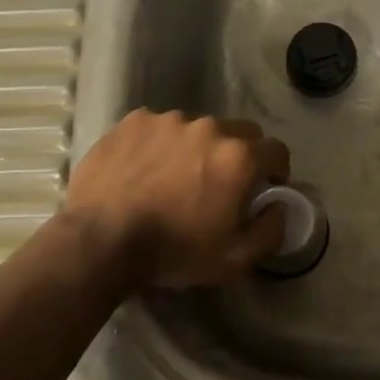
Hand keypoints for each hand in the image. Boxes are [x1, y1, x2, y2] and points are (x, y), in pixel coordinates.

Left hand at [65, 109, 291, 287]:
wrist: (100, 240)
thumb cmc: (173, 251)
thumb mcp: (234, 260)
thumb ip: (270, 230)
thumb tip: (279, 206)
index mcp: (239, 157)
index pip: (276, 150)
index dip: (276, 170)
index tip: (265, 188)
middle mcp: (209, 128)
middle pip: (240, 132)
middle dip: (240, 154)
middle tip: (221, 183)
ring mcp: (169, 120)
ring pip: (197, 128)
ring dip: (196, 148)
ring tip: (174, 177)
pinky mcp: (134, 121)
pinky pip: (158, 128)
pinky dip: (159, 144)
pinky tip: (144, 169)